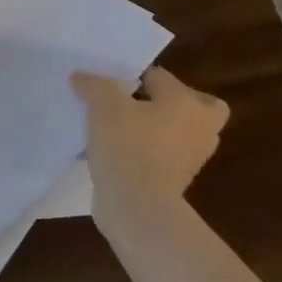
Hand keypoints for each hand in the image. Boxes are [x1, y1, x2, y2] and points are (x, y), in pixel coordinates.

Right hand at [74, 66, 228, 215]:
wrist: (138, 205)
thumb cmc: (127, 144)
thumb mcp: (102, 105)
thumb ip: (93, 84)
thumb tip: (81, 77)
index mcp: (186, 101)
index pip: (159, 76)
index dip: (130, 76)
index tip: (106, 85)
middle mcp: (199, 127)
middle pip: (193, 105)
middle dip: (168, 102)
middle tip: (135, 104)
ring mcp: (193, 158)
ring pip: (178, 132)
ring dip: (156, 129)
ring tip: (119, 128)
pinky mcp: (178, 182)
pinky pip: (164, 156)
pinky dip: (147, 152)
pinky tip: (116, 152)